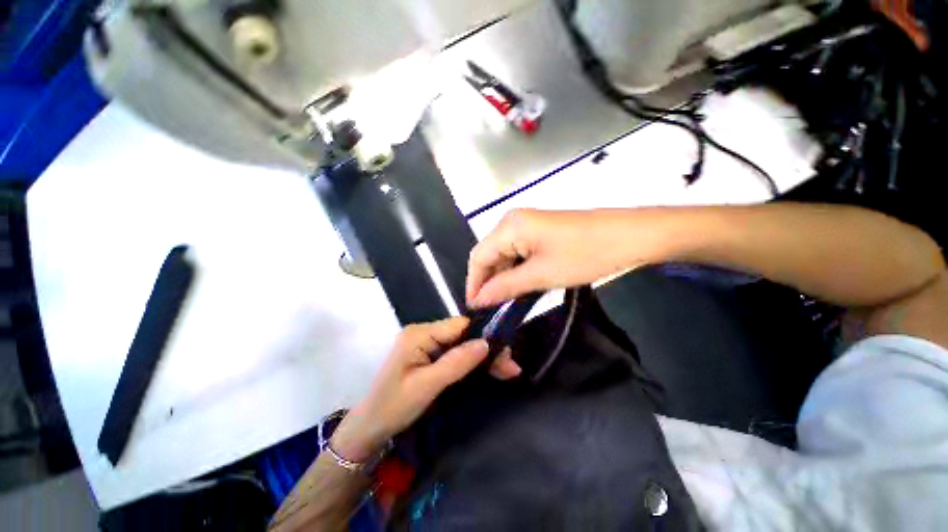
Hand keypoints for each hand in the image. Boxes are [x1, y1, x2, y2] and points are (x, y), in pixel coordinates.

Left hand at [331, 317, 520, 461]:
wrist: (370, 428)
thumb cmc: (394, 407)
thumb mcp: (426, 386)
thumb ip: (456, 362)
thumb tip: (485, 343)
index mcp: (420, 334)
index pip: (459, 326)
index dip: (483, 336)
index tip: (504, 352)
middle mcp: (424, 333)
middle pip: (462, 335)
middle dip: (486, 349)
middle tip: (510, 367)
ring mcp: (426, 344)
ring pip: (461, 345)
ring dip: (482, 357)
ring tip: (507, 370)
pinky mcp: (428, 356)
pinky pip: (454, 354)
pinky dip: (472, 362)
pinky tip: (488, 369)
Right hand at [467, 209, 662, 307]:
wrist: (630, 236)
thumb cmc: (585, 254)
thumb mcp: (541, 275)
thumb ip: (505, 286)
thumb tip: (479, 299)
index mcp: (510, 226)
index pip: (478, 257)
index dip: (474, 283)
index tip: (474, 308)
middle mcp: (513, 221)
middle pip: (489, 254)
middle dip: (488, 281)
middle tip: (490, 309)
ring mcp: (527, 224)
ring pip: (504, 254)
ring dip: (503, 277)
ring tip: (504, 302)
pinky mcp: (539, 230)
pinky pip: (518, 252)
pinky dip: (516, 270)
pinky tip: (520, 286)